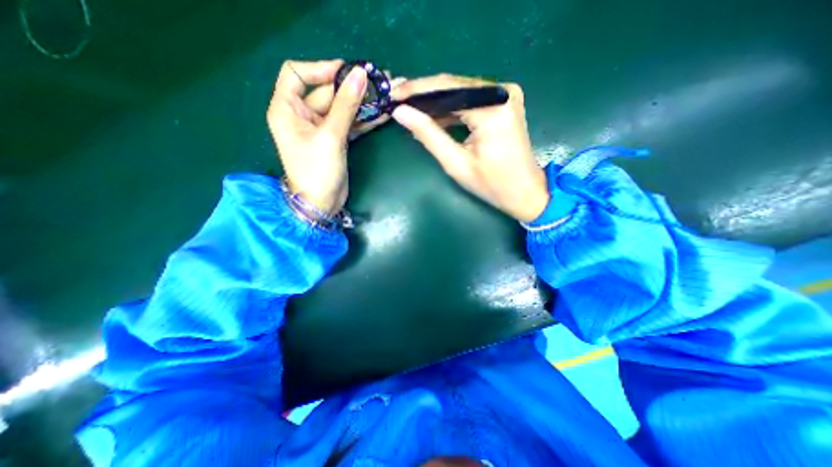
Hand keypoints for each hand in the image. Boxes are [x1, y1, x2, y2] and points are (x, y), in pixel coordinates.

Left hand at [266, 58, 395, 214]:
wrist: (322, 203)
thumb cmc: (317, 171)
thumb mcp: (330, 136)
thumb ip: (345, 105)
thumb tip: (360, 75)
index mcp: (287, 109)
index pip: (297, 73)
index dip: (321, 68)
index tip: (348, 71)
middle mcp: (301, 115)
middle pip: (325, 92)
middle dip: (351, 88)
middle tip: (377, 82)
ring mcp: (320, 129)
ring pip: (340, 109)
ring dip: (361, 104)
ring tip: (385, 95)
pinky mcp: (334, 140)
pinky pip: (348, 124)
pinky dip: (363, 120)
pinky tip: (381, 115)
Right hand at [393, 75, 551, 223]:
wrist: (526, 192)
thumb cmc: (492, 184)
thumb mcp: (456, 163)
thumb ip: (428, 135)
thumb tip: (401, 113)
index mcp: (492, 108)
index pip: (446, 88)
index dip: (416, 90)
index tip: (392, 94)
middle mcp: (502, 92)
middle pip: (453, 86)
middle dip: (423, 94)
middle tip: (397, 99)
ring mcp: (505, 96)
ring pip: (461, 92)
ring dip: (435, 102)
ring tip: (409, 107)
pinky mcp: (504, 103)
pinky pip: (471, 100)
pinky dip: (451, 109)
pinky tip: (432, 116)